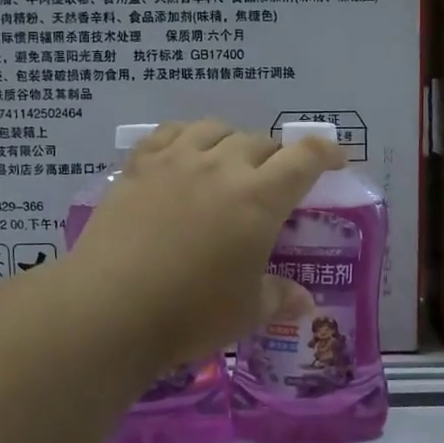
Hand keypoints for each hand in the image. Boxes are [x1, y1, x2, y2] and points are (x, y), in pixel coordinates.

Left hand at [60, 120, 344, 371]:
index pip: (304, 157)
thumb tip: (305, 303)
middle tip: (273, 183)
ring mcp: (175, 161)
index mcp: (259, 198)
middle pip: (260, 142)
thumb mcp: (245, 311)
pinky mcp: (138, 166)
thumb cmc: (189, 313)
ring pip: (215, 129)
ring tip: (228, 163)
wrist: (108, 308)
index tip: (335, 160)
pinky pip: (169, 133)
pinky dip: (186, 136)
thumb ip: (280, 298)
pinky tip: (183, 154)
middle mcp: (221, 166)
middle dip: (275, 158)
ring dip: (231, 142)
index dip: (326, 152)